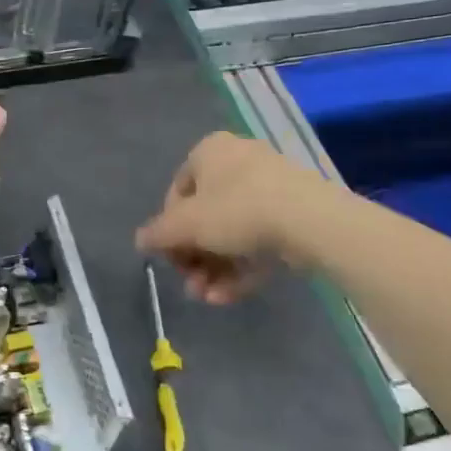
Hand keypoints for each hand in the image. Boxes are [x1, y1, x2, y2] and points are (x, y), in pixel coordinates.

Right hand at [135, 132, 301, 304]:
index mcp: (210, 152)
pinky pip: (258, 241)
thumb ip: (158, 234)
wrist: (310, 220)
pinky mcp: (294, 215)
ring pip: (232, 234)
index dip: (168, 229)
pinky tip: (227, 297)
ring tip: (207, 297)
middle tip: (190, 284)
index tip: (170, 257)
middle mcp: (238, 163)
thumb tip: (140, 241)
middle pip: (205, 217)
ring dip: (214, 269)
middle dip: (194, 257)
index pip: (177, 192)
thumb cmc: (237, 210)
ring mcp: (270, 189)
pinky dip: (241, 269)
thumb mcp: (186, 225)